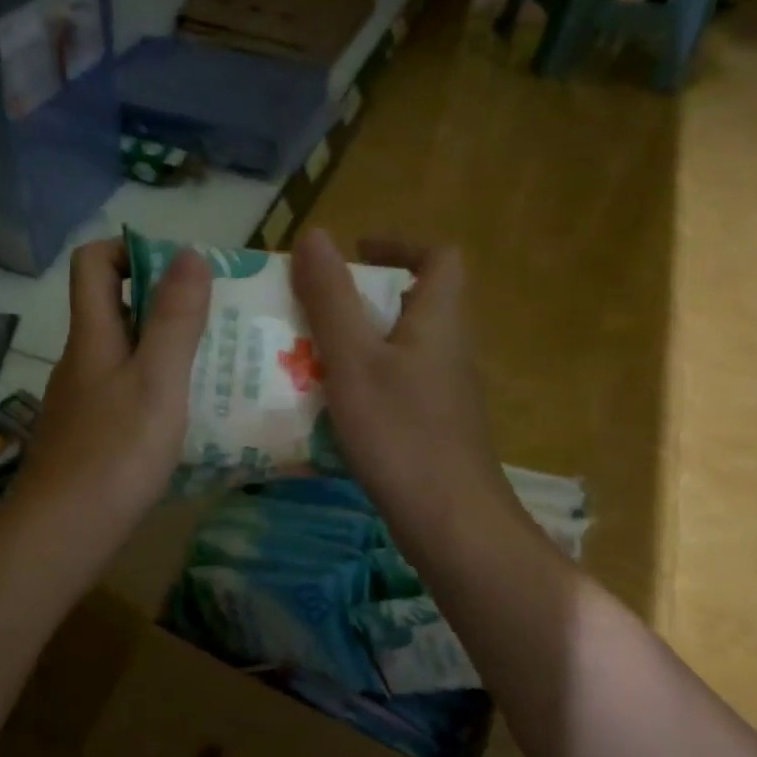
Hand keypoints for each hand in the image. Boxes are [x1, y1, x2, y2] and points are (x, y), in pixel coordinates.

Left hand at [10, 239, 209, 543]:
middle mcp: (82, 361)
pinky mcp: (91, 438)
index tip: (181, 271)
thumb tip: (188, 253)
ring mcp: (83, 403)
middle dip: (166, 304)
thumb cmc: (115, 454)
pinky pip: (128, 396)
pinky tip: (191, 419)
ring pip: (126, 356)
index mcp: (92, 336)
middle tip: (219, 321)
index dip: (132, 250)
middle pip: (115, 308)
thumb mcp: (157, 381)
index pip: (93, 262)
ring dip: (168, 352)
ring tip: (219, 368)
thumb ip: (175, 319)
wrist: (63, 535)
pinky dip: (159, 394)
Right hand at [290, 228, 515, 554]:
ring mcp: (444, 395)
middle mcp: (449, 351)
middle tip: (312, 313)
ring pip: (400, 351)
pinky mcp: (434, 430)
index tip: (356, 254)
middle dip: (362, 302)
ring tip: (305, 360)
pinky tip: (327, 412)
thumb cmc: (401, 432)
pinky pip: (396, 390)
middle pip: (413, 306)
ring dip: (357, 347)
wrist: (450, 521)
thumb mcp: (354, 360)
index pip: (439, 259)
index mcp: (438, 321)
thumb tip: (314, 235)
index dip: (401, 246)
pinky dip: (363, 387)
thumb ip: (331, 299)